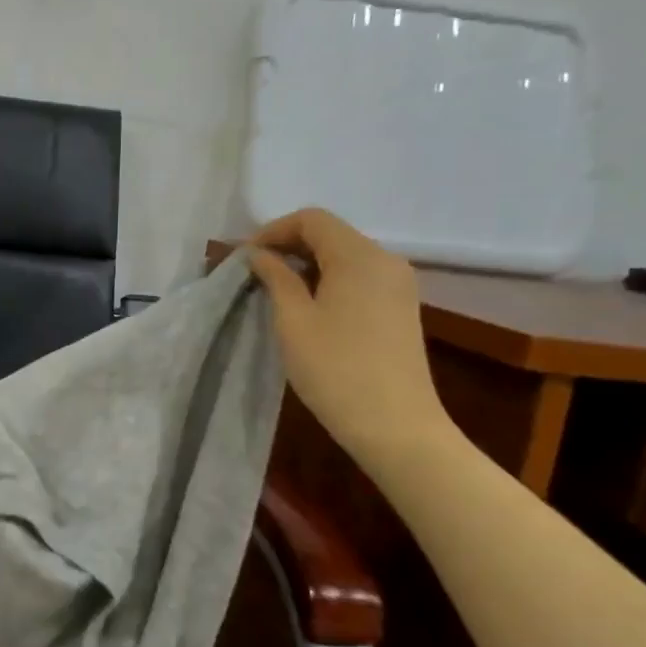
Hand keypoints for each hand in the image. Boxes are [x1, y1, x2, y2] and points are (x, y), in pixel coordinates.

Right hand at [246, 208, 456, 475]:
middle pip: (331, 234)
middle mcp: (385, 261)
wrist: (396, 426)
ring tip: (275, 290)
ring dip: (307, 264)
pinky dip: (329, 280)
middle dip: (289, 245)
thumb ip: (276, 278)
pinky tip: (308, 306)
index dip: (273, 231)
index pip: (312, 220)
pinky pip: (359, 277)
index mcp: (359, 256)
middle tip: (254, 272)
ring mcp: (398, 285)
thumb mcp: (293, 321)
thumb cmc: (336, 370)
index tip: (245, 258)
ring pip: (345, 256)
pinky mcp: (401, 308)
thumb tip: (259, 255)